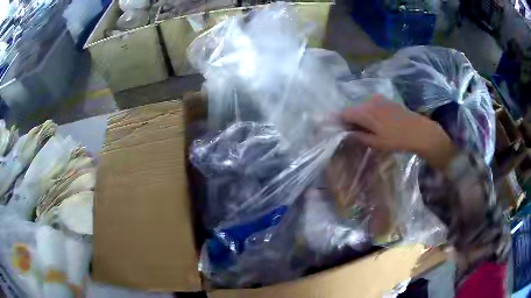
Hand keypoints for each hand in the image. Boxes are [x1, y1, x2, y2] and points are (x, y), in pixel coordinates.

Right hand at [341, 94, 457, 169]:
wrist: (419, 131)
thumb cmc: (397, 140)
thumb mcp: (376, 143)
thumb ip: (358, 136)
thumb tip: (346, 133)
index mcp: (365, 112)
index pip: (344, 113)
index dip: (339, 122)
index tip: (341, 131)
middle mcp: (369, 102)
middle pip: (353, 109)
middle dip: (350, 120)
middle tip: (353, 133)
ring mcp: (378, 99)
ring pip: (362, 107)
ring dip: (360, 117)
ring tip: (366, 130)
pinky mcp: (386, 101)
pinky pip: (371, 105)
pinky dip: (369, 114)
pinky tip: (376, 124)